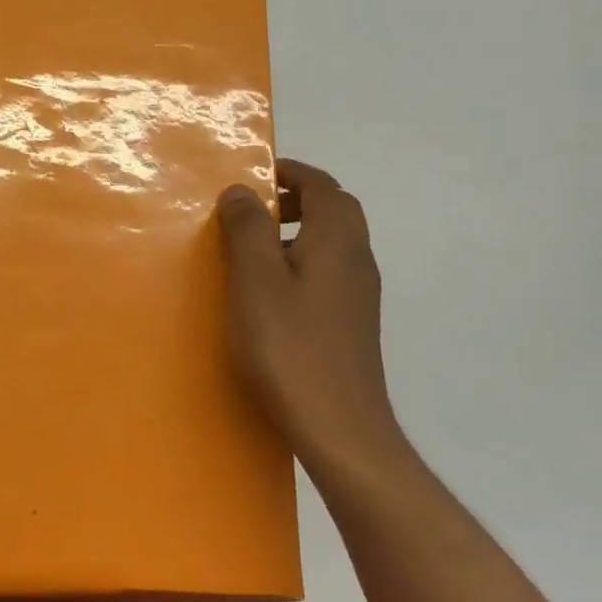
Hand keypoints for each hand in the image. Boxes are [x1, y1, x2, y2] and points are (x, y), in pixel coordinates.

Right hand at [217, 160, 412, 478]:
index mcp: (336, 240)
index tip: (253, 173)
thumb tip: (243, 190)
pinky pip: (327, 272)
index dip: (289, 172)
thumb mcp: (256, 280)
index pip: (322, 185)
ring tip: (249, 250)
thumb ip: (248, 227)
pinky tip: (268, 294)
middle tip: (249, 210)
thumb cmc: (290, 346)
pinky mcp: (351, 323)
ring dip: (295, 232)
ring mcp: (359, 294)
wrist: (340, 428)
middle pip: (333, 210)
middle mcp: (356, 259)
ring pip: (331, 243)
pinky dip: (299, 263)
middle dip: (294, 199)